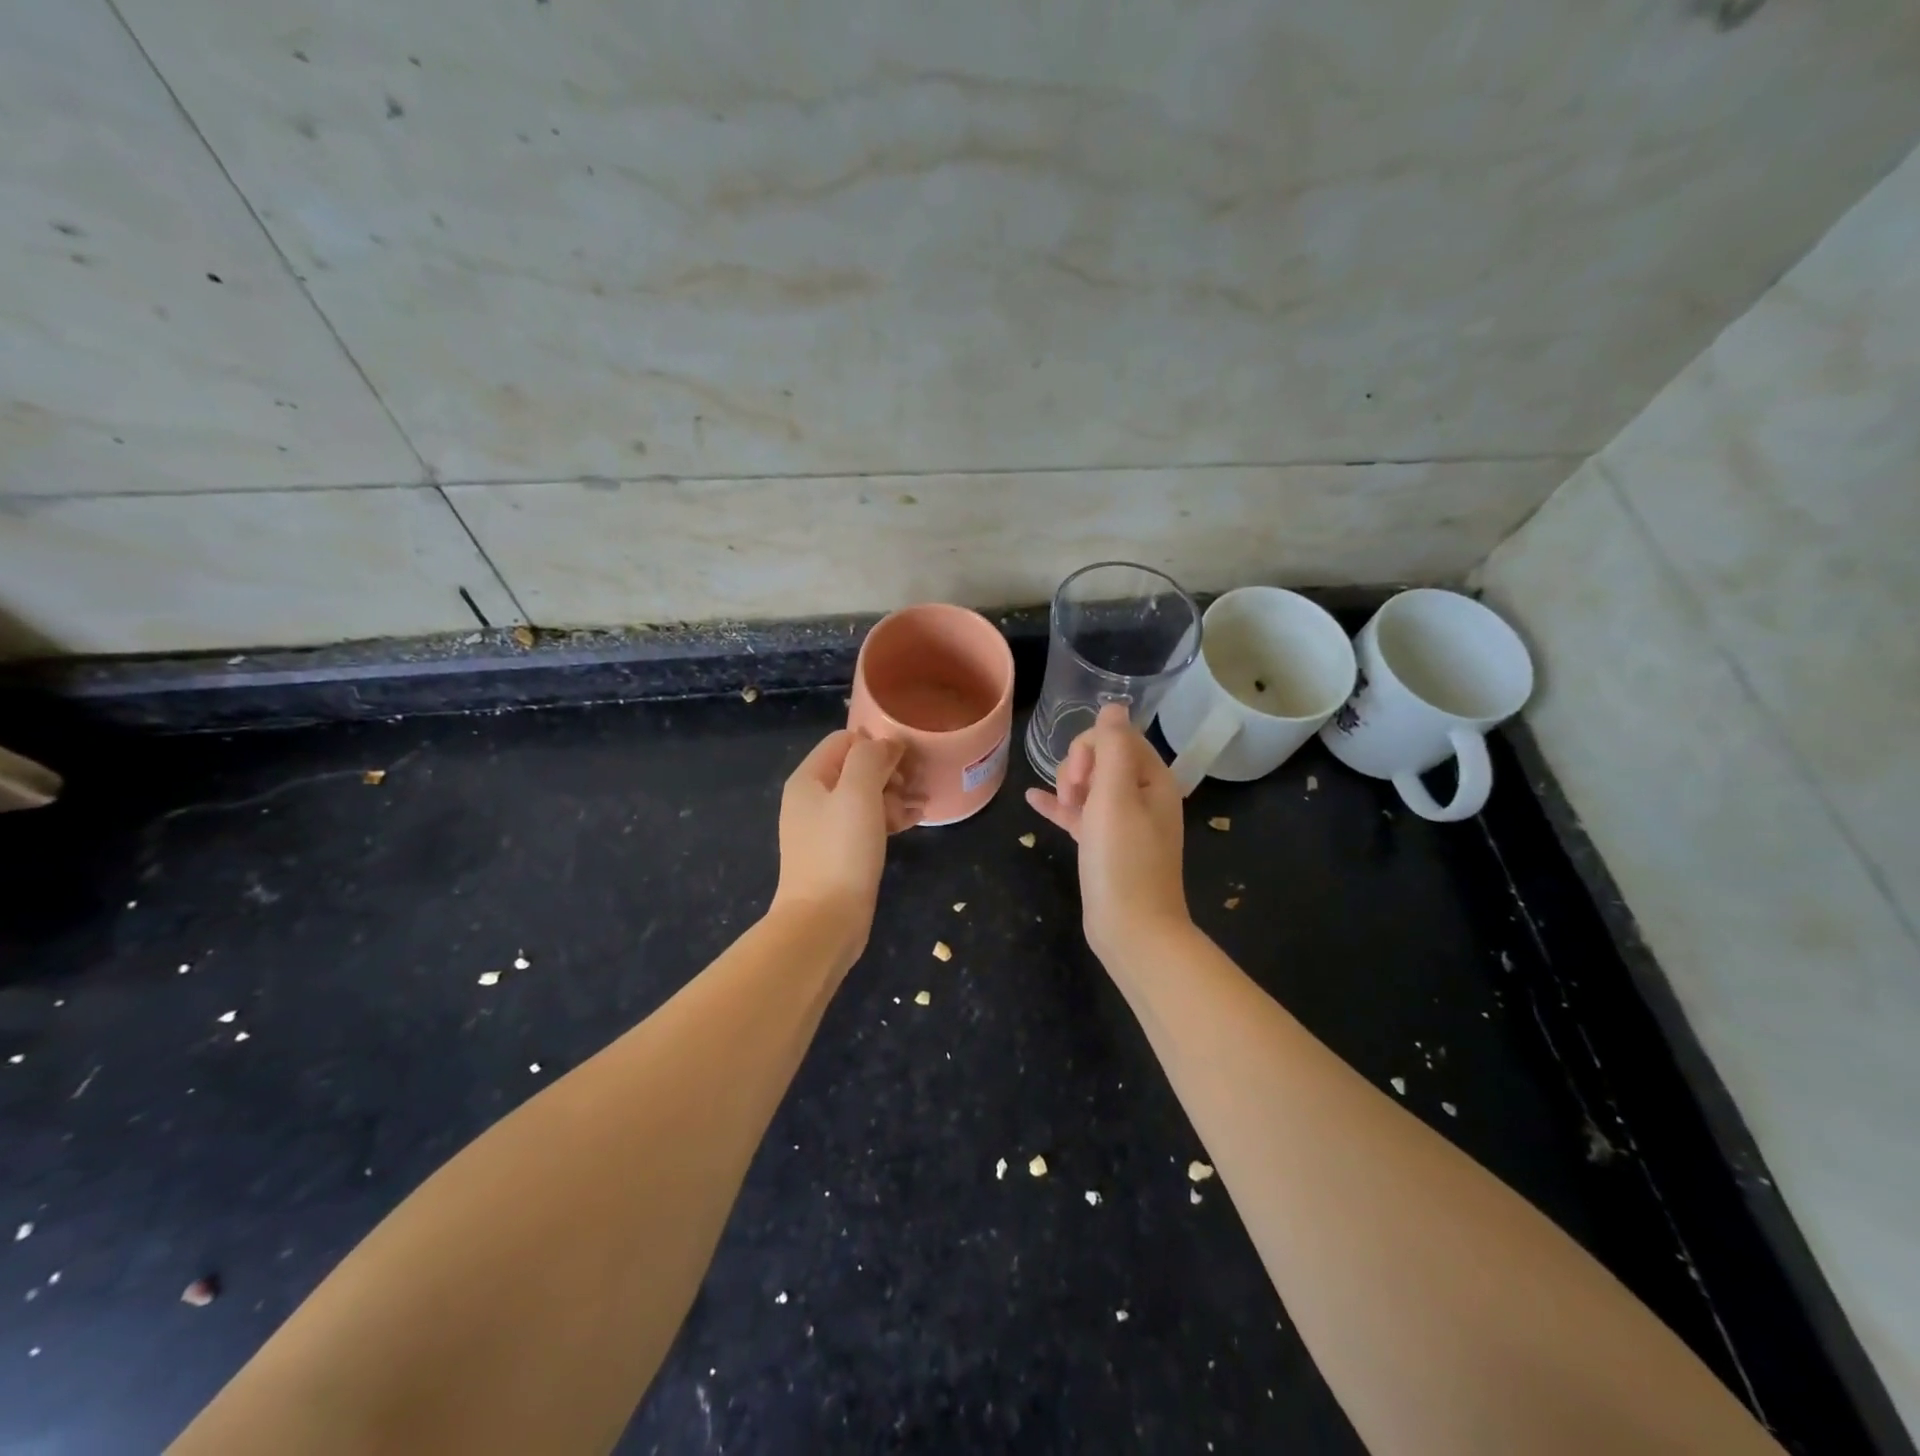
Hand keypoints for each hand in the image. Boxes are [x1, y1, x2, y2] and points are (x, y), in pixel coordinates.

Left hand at [772, 730, 917, 949]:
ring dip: (894, 795)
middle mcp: (812, 799)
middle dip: (889, 772)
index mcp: (809, 779)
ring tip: (921, 805)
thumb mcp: (858, 792)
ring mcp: (824, 828)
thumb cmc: (841, 850)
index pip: (845, 740)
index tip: (906, 762)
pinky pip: (866, 823)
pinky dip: (888, 818)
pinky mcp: (839, 853)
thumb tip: (887, 745)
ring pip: (865, 797)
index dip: (877, 745)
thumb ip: (870, 758)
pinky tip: (913, 821)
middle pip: (856, 768)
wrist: (824, 920)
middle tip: (914, 786)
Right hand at [1025, 704, 1190, 959]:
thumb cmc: (1123, 859)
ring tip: (1061, 805)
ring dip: (1068, 786)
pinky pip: (1080, 814)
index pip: (1117, 737)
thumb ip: (1113, 747)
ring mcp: (1124, 823)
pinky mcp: (1105, 846)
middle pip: (1102, 758)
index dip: (1091, 748)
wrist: (1132, 929)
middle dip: (1078, 767)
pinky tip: (1034, 801)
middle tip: (1074, 796)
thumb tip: (1113, 706)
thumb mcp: (1116, 795)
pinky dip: (1060, 806)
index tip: (1080, 778)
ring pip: (1089, 785)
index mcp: (1153, 780)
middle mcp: (1143, 796)